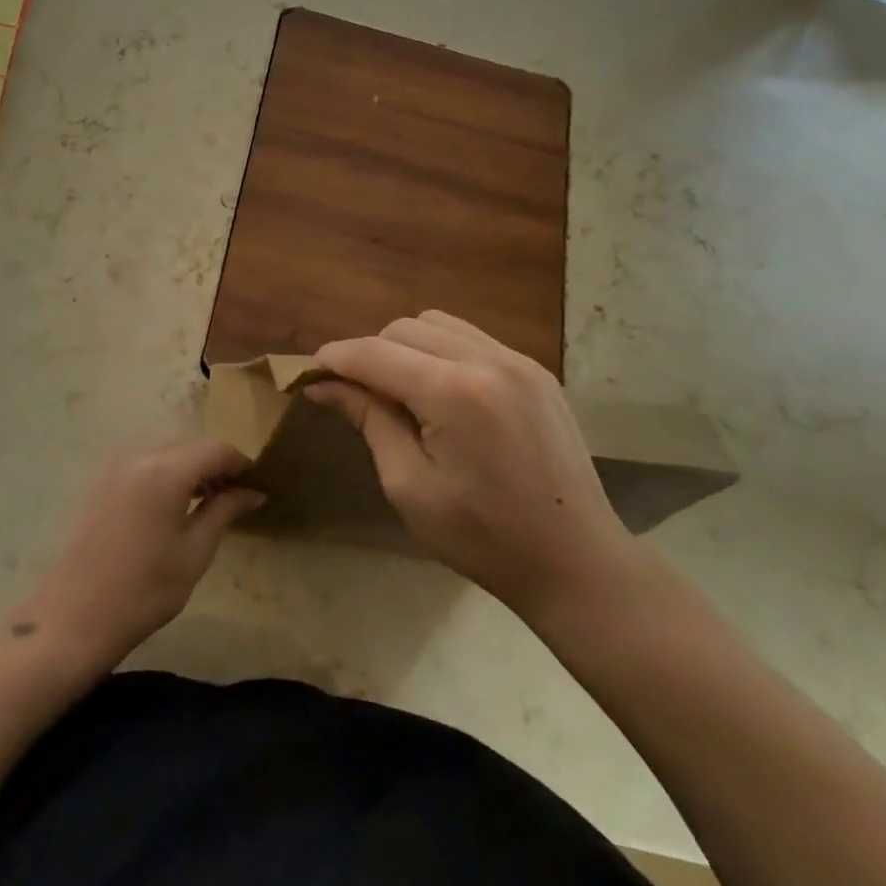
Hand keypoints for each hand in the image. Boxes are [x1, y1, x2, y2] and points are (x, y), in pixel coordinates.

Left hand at [11, 439, 263, 674]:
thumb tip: (253, 491)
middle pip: (190, 446)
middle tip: (238, 495)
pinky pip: (146, 462)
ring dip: (191, 468)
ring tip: (210, 501)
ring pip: (167, 451)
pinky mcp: (102, 479)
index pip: (215, 449)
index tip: (258, 484)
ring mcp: (115, 464)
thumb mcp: (195, 551)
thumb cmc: (145, 589)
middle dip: (216, 465)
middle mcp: (138, 454)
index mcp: (165, 469)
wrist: (76, 615)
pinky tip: (176, 503)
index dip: (241, 463)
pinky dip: (167, 473)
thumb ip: (224, 510)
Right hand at [309, 311, 642, 622]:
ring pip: (438, 324)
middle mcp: (487, 360)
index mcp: (453, 392)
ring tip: (398, 390)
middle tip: (354, 392)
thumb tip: (323, 385)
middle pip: (405, 327)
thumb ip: (368, 421)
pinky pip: (472, 339)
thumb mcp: (408, 485)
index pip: (375, 353)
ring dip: (405, 346)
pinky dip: (441, 351)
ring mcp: (518, 361)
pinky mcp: (537, 372)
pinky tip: (440, 391)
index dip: (336, 357)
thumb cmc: (483, 537)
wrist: (577, 561)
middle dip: (370, 352)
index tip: (309, 371)